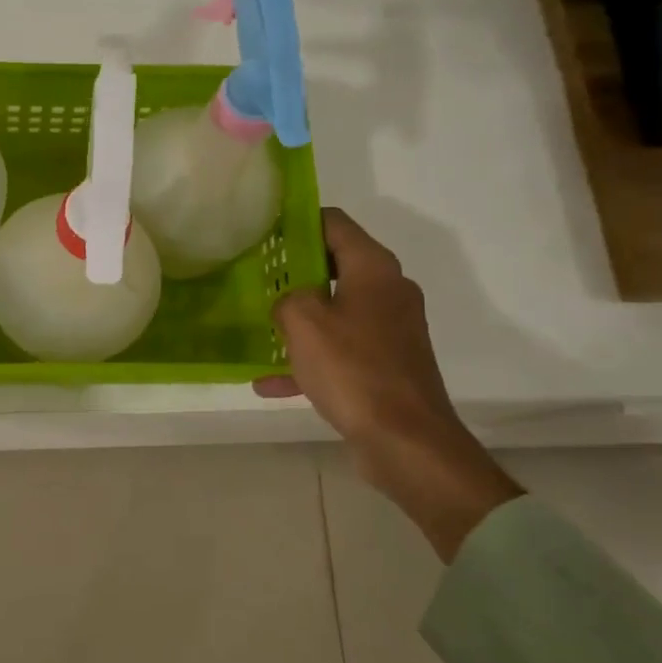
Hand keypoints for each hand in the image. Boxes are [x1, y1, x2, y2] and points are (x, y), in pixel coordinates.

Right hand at [256, 208, 521, 560]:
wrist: (406, 440)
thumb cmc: (353, 369)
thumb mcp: (302, 322)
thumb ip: (287, 298)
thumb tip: (290, 302)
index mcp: (374, 268)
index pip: (334, 223)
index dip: (298, 222)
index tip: (264, 233)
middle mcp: (389, 291)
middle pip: (335, 265)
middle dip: (294, 272)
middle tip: (256, 279)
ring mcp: (391, 330)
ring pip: (336, 311)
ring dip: (300, 319)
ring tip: (261, 327)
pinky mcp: (388, 365)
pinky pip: (341, 351)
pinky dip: (311, 360)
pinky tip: (270, 382)